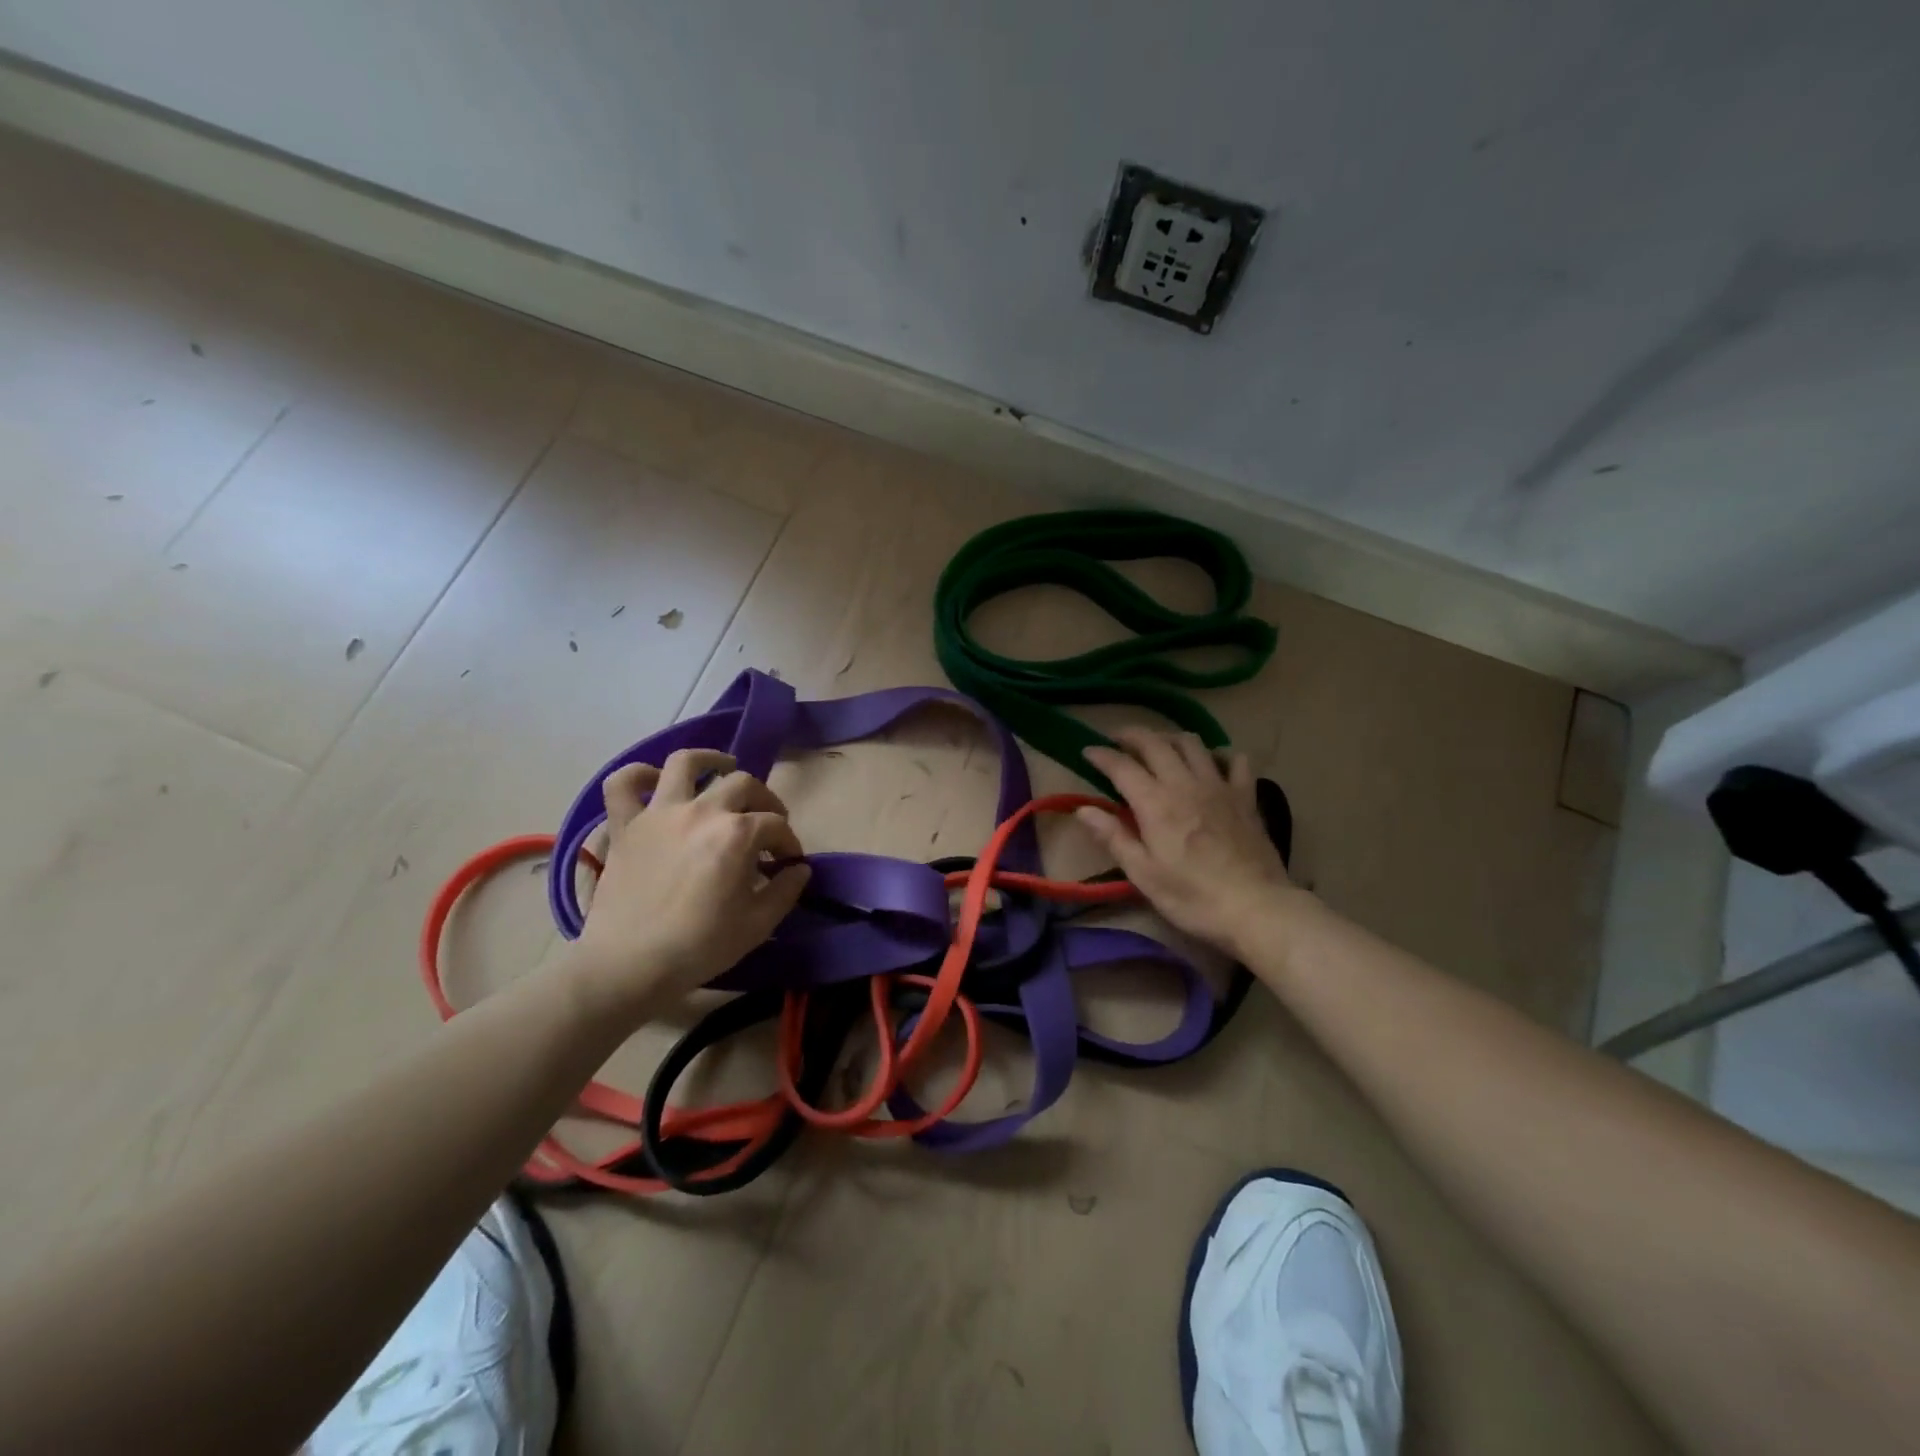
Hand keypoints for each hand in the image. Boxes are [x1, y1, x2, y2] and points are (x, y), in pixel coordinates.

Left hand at [570, 749, 810, 1020]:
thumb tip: (799, 869)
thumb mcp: (758, 925)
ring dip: (710, 759)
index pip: (776, 825)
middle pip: (743, 784)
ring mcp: (659, 813)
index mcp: (737, 835)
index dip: (789, 842)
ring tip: (722, 768)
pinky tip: (655, 782)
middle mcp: (701, 811)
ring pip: (686, 763)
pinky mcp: (625, 825)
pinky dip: (637, 775)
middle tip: (767, 824)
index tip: (789, 863)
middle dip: (765, 801)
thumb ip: (786, 891)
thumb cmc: (700, 947)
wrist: (629, 966)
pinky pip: (622, 784)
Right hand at [1079, 728, 1295, 958]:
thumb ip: (1113, 837)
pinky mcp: (1245, 797)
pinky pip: (1235, 760)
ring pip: (1192, 743)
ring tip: (1158, 747)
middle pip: (1155, 743)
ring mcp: (1219, 786)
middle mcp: (1185, 784)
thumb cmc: (1193, 897)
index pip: (1122, 766)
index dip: (1101, 755)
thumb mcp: (1143, 875)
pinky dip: (1219, 754)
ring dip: (1170, 737)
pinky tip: (1211, 763)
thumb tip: (1083, 809)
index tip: (1087, 751)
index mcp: (1155, 803)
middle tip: (1117, 740)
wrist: (1257, 908)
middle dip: (1132, 735)